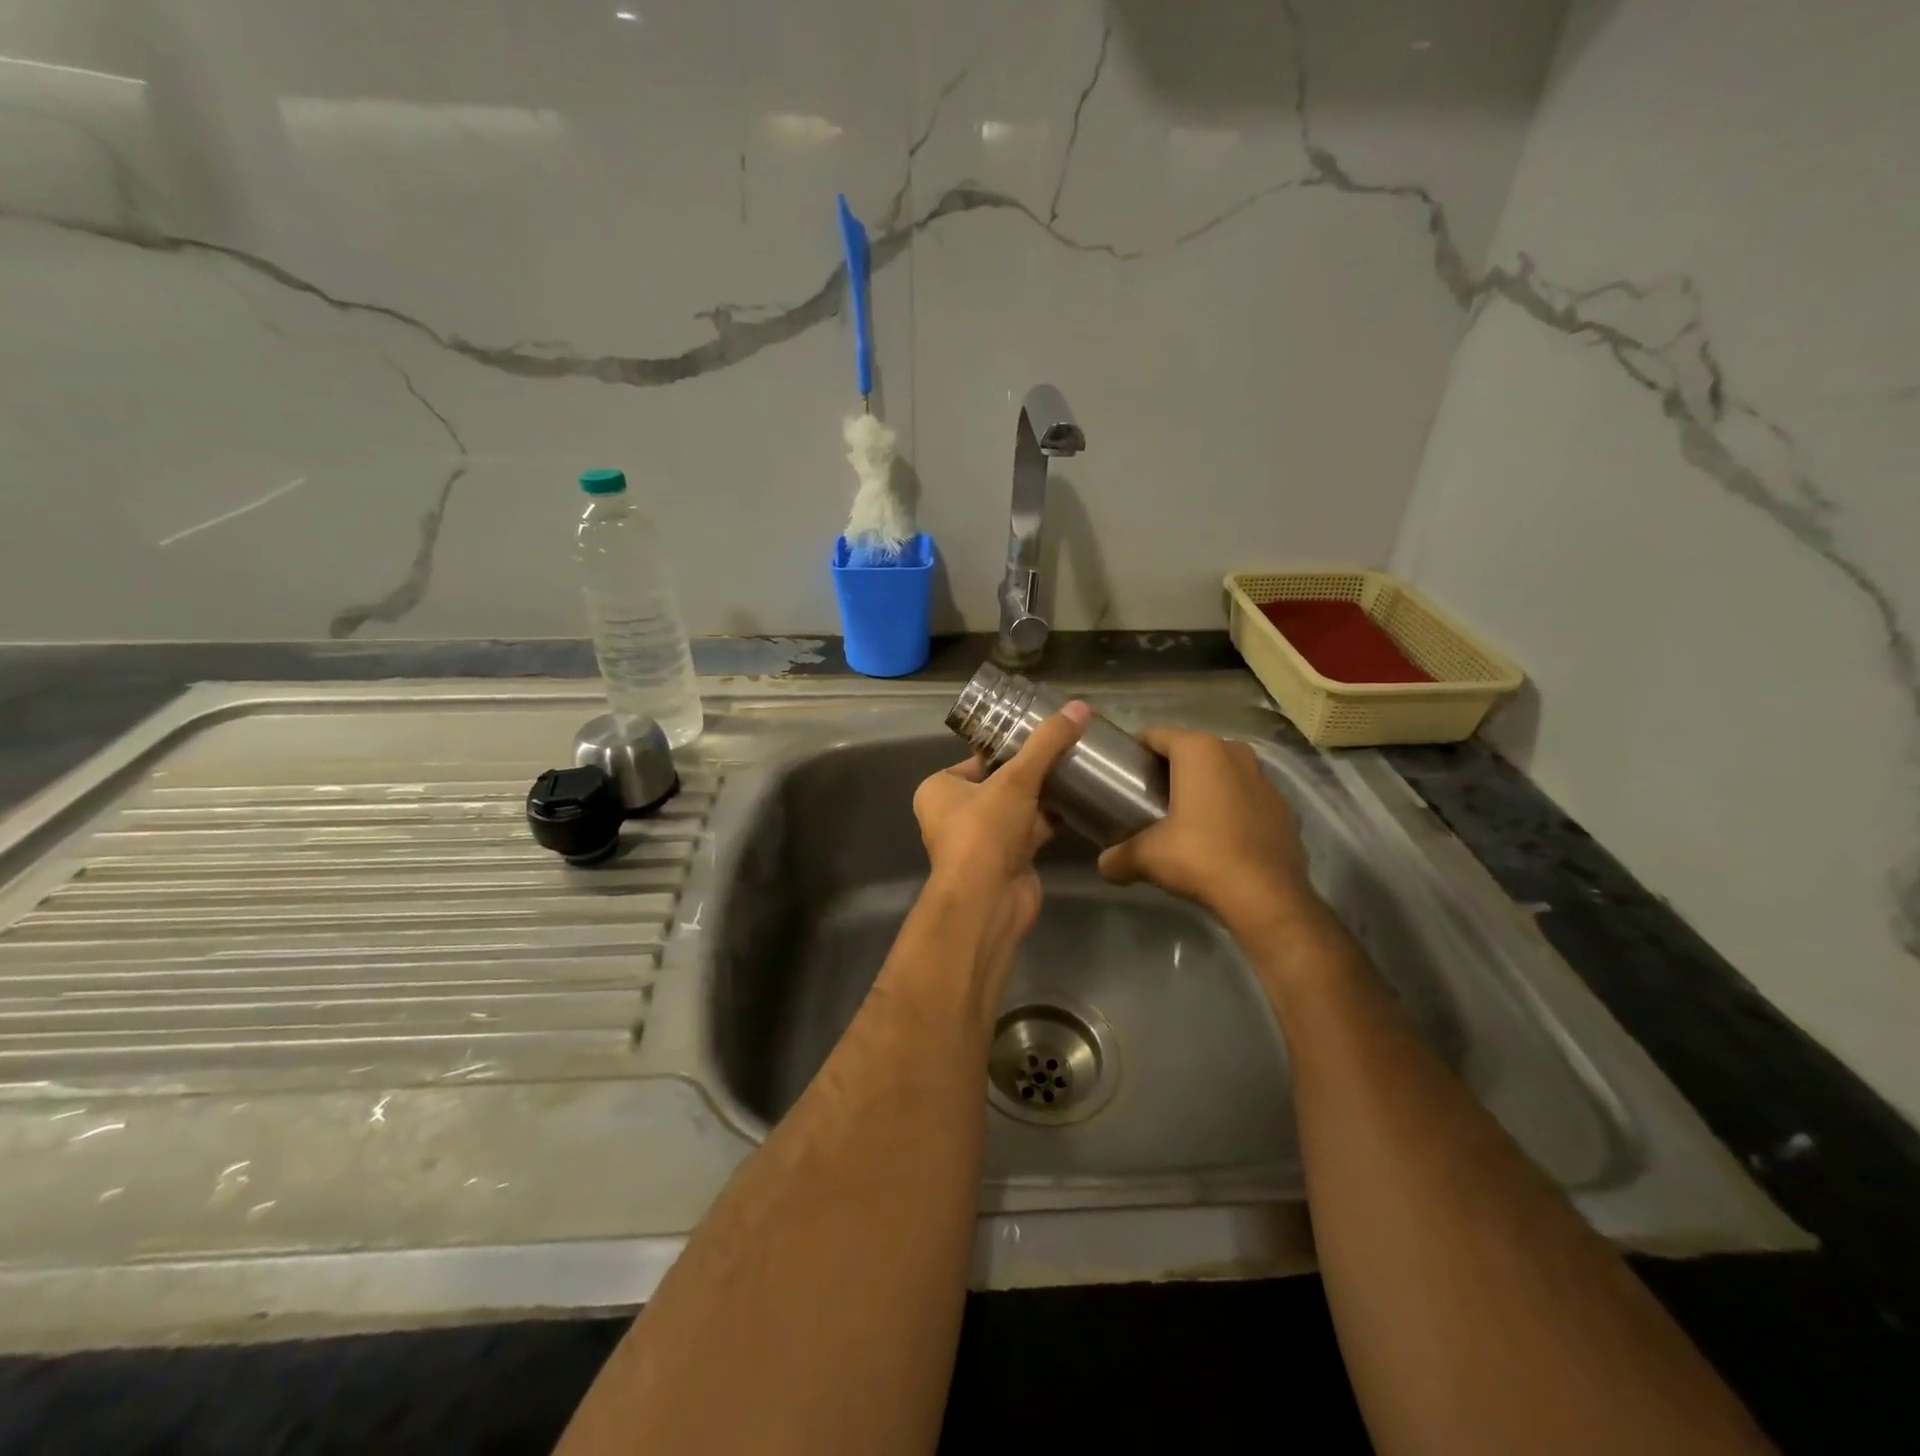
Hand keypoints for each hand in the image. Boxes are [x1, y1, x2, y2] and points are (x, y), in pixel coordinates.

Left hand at [911, 701, 1091, 969]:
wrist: (988, 901)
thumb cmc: (985, 832)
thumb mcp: (1016, 779)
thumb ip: (1047, 743)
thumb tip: (1079, 707)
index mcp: (940, 789)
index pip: (979, 758)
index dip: (1010, 746)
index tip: (1045, 733)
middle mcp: (955, 813)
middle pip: (1000, 782)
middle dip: (1032, 770)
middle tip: (1068, 748)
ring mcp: (981, 840)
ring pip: (1017, 807)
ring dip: (1044, 793)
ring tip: (1078, 770)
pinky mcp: (1006, 860)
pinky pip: (1030, 830)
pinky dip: (1050, 818)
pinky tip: (1079, 802)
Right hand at [1097, 727, 1314, 931]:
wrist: (1266, 897)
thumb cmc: (1200, 857)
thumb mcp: (1147, 858)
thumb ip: (1119, 856)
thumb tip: (1104, 864)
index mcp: (1199, 751)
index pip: (1156, 734)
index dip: (1137, 751)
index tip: (1124, 773)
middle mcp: (1235, 753)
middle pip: (1192, 751)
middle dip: (1172, 769)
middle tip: (1150, 796)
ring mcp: (1265, 780)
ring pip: (1224, 772)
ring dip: (1205, 787)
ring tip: (1184, 817)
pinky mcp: (1284, 809)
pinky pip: (1247, 798)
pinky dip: (1231, 809)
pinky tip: (1219, 837)